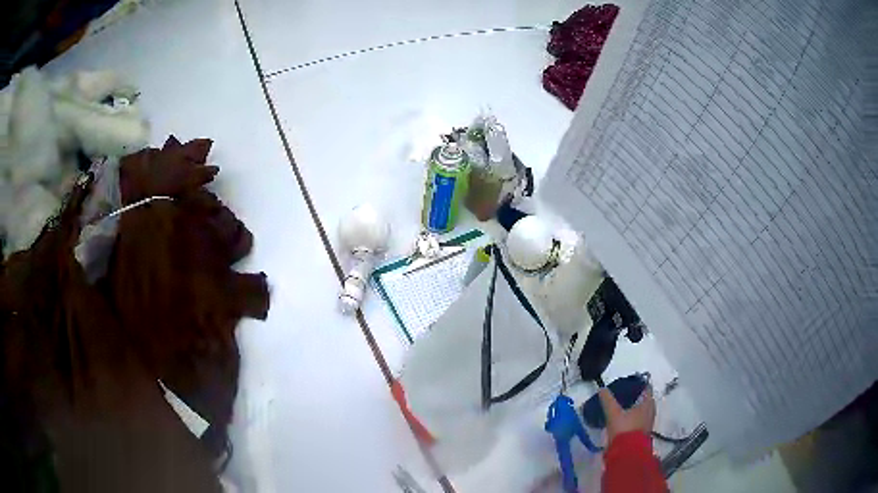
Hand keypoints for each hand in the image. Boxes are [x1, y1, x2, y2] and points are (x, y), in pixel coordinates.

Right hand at [598, 385, 655, 443]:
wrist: (628, 453)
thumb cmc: (624, 429)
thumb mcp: (613, 413)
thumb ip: (608, 400)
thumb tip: (602, 388)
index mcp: (647, 404)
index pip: (646, 389)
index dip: (639, 385)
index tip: (629, 383)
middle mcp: (650, 412)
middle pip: (645, 401)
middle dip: (636, 398)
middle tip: (624, 395)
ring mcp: (647, 424)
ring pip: (642, 412)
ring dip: (635, 409)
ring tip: (622, 408)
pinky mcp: (642, 434)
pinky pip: (639, 421)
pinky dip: (633, 419)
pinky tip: (623, 421)